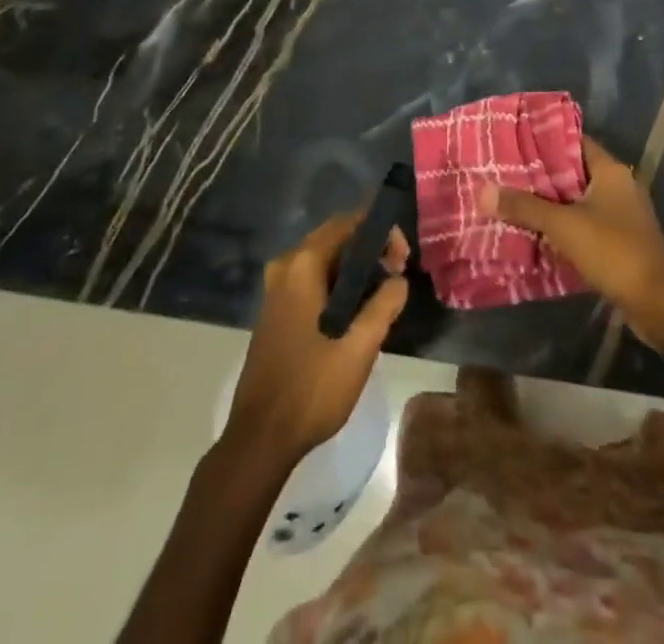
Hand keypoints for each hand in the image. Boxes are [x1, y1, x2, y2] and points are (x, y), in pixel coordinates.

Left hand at [225, 212, 408, 464]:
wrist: (260, 439)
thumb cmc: (312, 389)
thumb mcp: (360, 347)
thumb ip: (384, 304)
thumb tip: (398, 279)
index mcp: (302, 265)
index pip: (348, 223)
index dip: (381, 231)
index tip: (403, 257)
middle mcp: (285, 267)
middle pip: (335, 238)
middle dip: (370, 249)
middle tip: (398, 274)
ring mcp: (276, 289)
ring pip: (324, 260)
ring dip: (355, 269)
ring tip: (383, 293)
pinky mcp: (275, 310)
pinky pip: (312, 279)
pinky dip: (337, 284)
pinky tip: (355, 311)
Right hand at [483, 136, 663, 353]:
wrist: (656, 304)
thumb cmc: (613, 251)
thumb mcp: (564, 226)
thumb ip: (524, 207)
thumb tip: (483, 191)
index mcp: (611, 171)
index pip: (573, 142)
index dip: (543, 141)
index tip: (512, 143)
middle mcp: (618, 185)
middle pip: (572, 172)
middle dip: (539, 176)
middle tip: (503, 174)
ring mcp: (621, 214)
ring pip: (576, 200)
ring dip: (549, 203)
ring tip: (511, 201)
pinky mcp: (618, 240)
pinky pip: (583, 223)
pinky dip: (562, 226)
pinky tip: (534, 232)